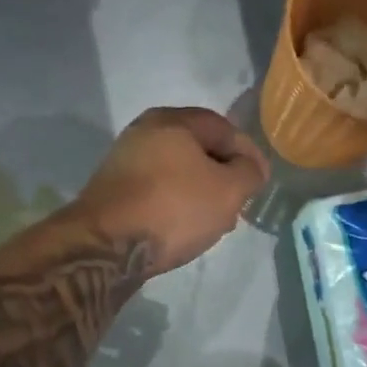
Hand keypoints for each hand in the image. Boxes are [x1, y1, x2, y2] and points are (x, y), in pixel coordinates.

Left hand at [76, 107, 268, 272]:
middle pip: (198, 149)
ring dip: (200, 193)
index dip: (249, 154)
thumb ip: (249, 173)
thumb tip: (250, 167)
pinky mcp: (113, 192)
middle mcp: (144, 132)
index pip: (224, 128)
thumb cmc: (173, 209)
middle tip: (239, 202)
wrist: (105, 246)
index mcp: (172, 120)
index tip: (261, 181)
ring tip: (215, 220)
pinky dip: (176, 204)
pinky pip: (156, 191)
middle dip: (224, 175)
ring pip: (176, 172)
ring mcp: (124, 161)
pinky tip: (184, 228)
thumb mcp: (228, 191)